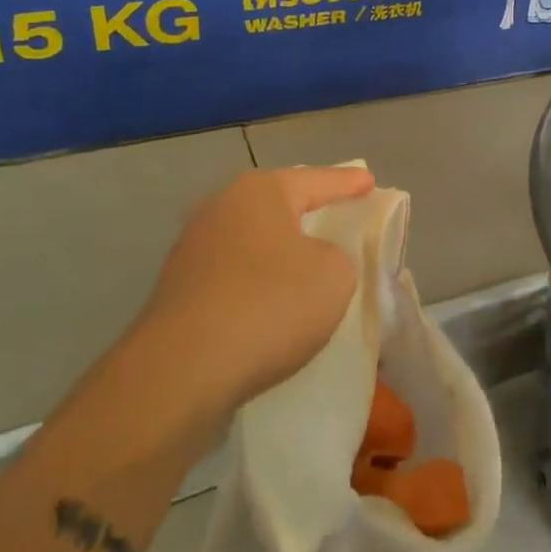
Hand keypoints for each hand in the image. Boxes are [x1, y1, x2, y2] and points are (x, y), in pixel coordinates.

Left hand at [129, 166, 375, 410]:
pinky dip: (260, 281)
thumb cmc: (270, 304)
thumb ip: (336, 255)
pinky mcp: (180, 290)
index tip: (370, 183)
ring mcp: (193, 249)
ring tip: (309, 261)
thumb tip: (311, 260)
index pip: (317, 180)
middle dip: (309, 209)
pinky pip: (236, 274)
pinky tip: (274, 300)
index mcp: (260, 192)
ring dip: (282, 249)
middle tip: (338, 213)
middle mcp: (221, 208)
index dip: (348, 183)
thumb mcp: (334, 274)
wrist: (182, 371)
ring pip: (255, 240)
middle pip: (279, 204)